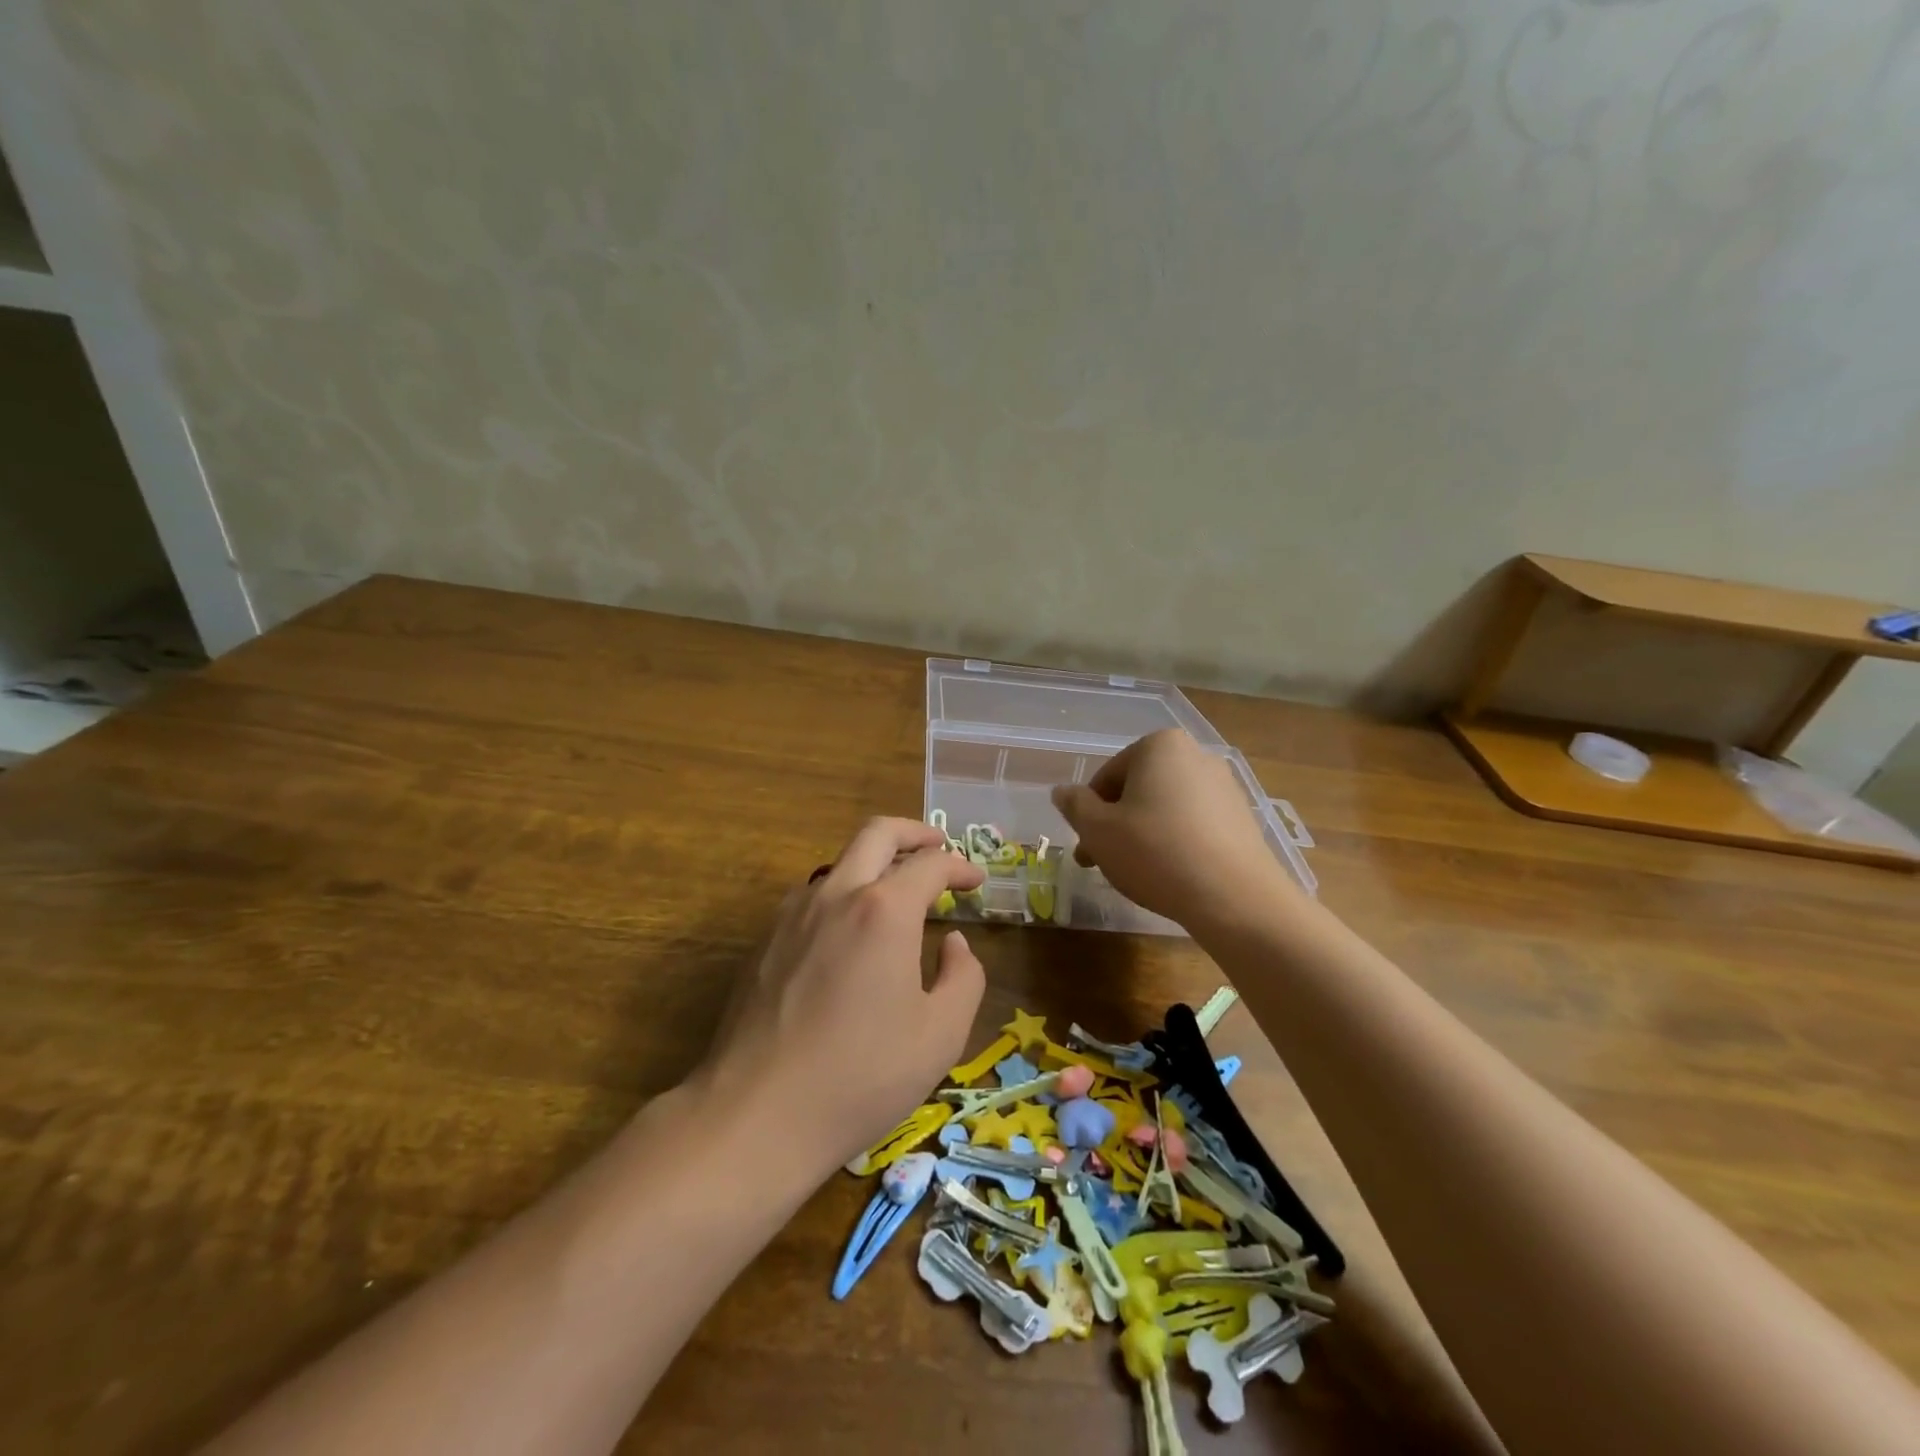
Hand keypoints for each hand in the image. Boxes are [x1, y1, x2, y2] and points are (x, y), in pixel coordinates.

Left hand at [693, 818, 986, 1172]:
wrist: (757, 1115)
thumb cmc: (862, 1076)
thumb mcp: (940, 1034)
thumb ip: (963, 977)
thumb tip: (953, 943)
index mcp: (884, 910)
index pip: (930, 865)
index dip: (960, 867)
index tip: (976, 882)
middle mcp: (836, 895)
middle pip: (876, 833)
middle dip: (914, 832)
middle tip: (937, 846)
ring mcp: (792, 914)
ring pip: (839, 863)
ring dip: (874, 863)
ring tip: (896, 894)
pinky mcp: (764, 940)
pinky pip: (812, 898)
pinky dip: (843, 895)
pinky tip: (850, 935)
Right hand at [1050, 728, 1293, 930]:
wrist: (1235, 897)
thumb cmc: (1155, 852)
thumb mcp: (1098, 830)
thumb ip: (1075, 806)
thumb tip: (1062, 791)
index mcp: (1159, 746)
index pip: (1108, 777)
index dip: (1089, 813)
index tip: (1086, 846)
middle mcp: (1196, 755)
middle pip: (1138, 790)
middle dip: (1116, 825)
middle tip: (1102, 863)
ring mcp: (1225, 787)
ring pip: (1165, 809)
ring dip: (1143, 835)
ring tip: (1136, 874)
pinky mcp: (1242, 819)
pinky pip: (1194, 825)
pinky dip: (1175, 844)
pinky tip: (1170, 876)